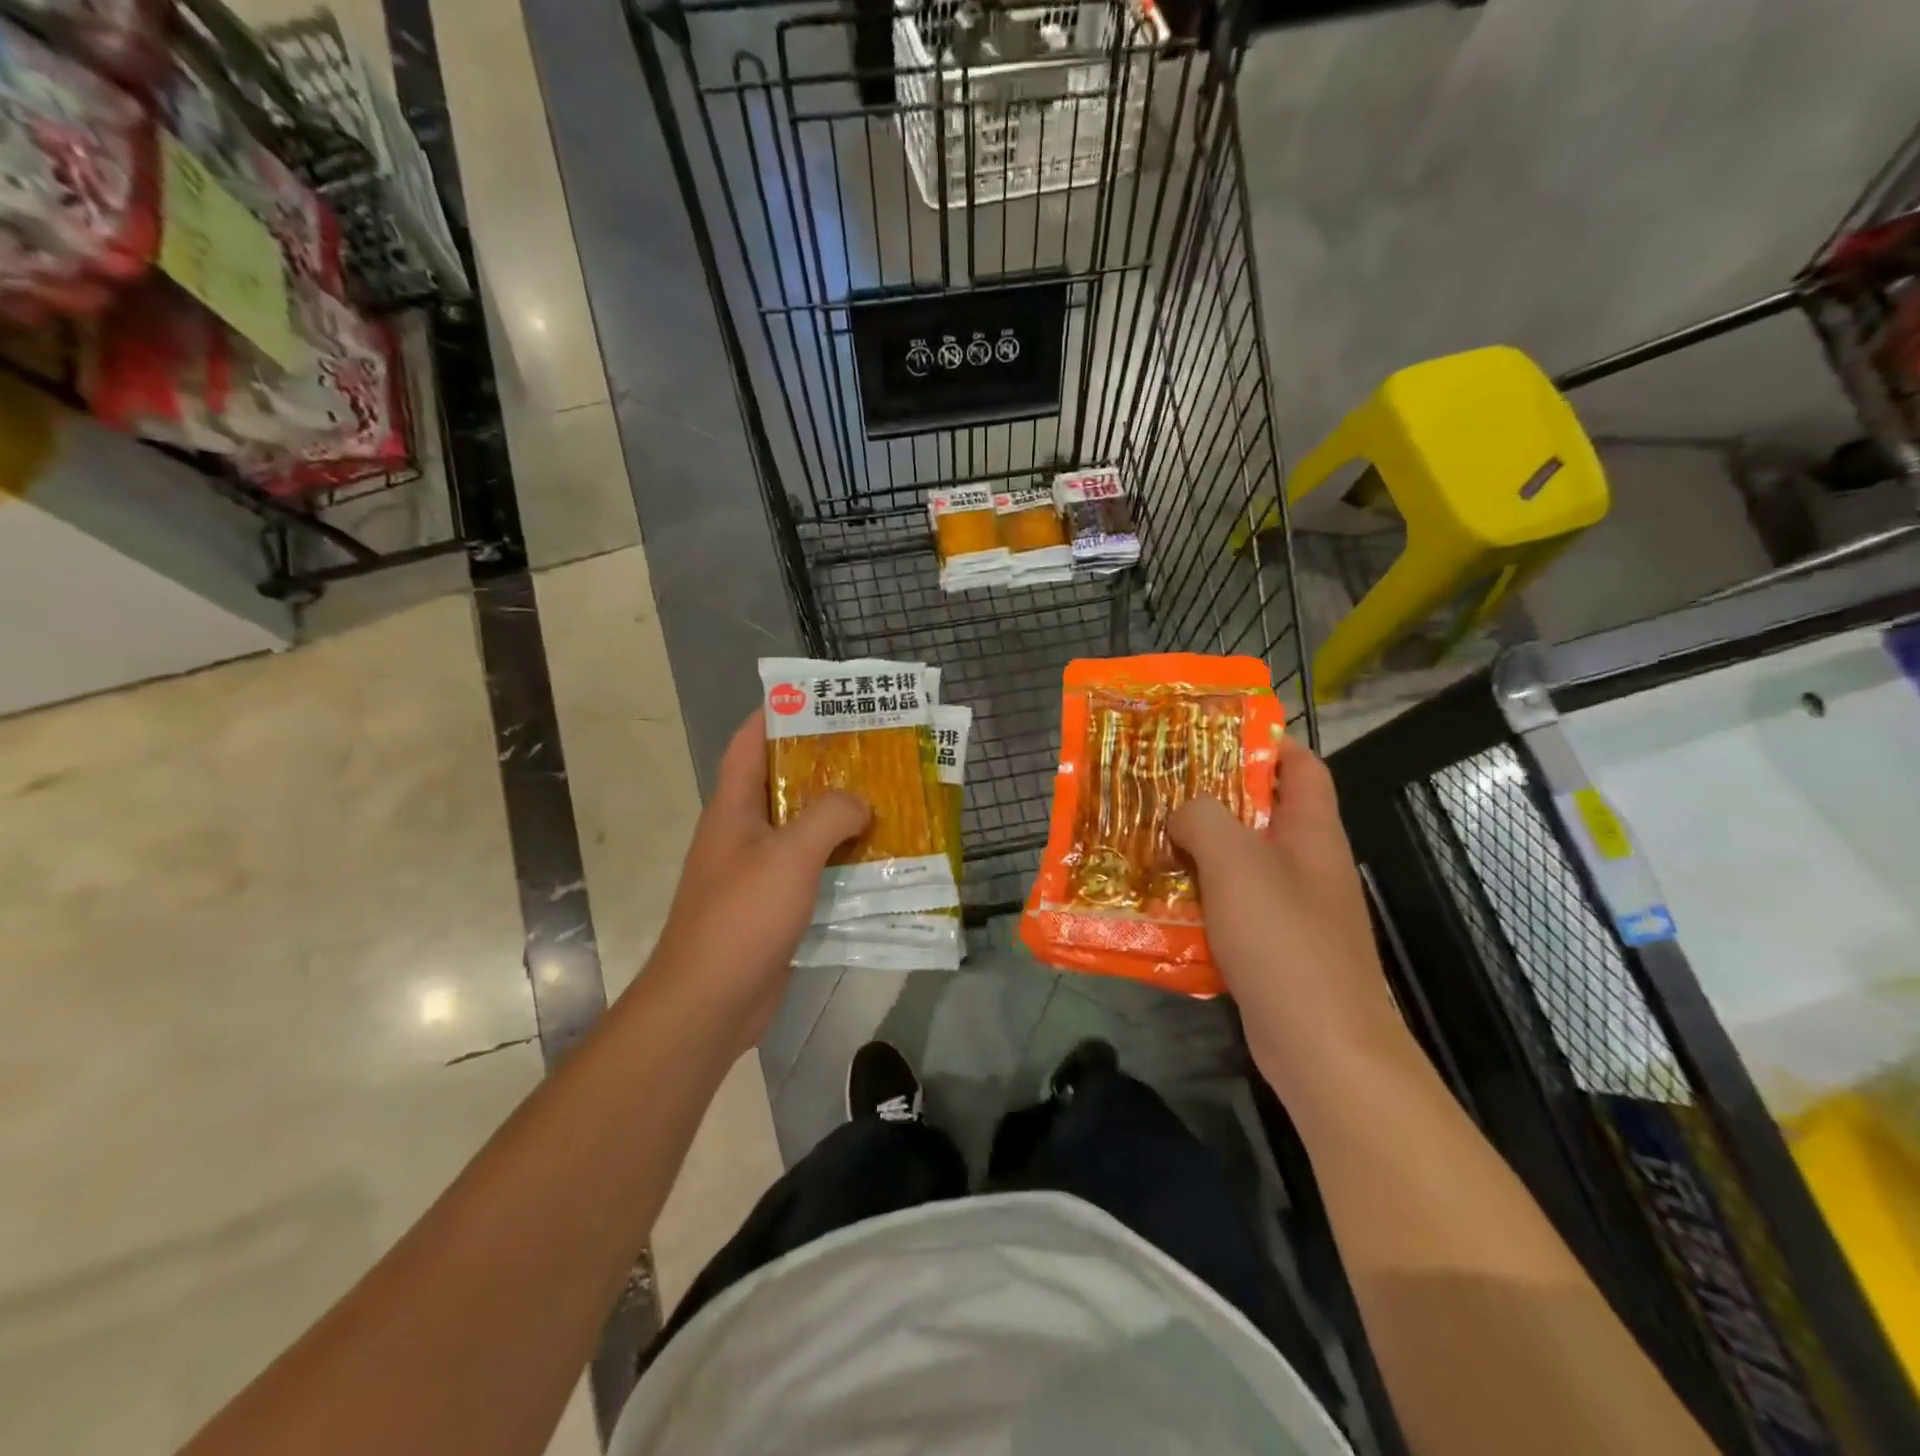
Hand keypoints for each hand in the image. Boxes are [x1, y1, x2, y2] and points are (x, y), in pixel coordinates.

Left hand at [643, 713, 868, 1055]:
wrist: (709, 1002)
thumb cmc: (742, 917)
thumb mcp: (790, 855)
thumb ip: (829, 816)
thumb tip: (860, 804)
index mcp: (733, 809)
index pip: (749, 743)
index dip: (778, 715)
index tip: (819, 700)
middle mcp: (742, 833)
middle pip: (782, 785)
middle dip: (825, 767)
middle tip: (873, 753)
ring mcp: (756, 872)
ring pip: (801, 831)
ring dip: (838, 819)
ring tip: (886, 803)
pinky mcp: (772, 907)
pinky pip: (811, 872)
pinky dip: (839, 863)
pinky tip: (877, 863)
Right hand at [1168, 736, 1410, 1093]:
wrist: (1320, 1046)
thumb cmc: (1284, 939)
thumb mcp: (1237, 861)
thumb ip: (1204, 818)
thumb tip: (1182, 814)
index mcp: (1312, 831)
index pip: (1301, 766)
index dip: (1265, 742)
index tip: (1210, 734)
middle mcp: (1306, 864)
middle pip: (1261, 812)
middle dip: (1212, 796)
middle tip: (1159, 786)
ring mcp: (1291, 908)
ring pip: (1239, 862)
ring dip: (1197, 850)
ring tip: (1147, 836)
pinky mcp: (1270, 946)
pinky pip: (1229, 906)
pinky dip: (1198, 897)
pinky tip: (1159, 898)